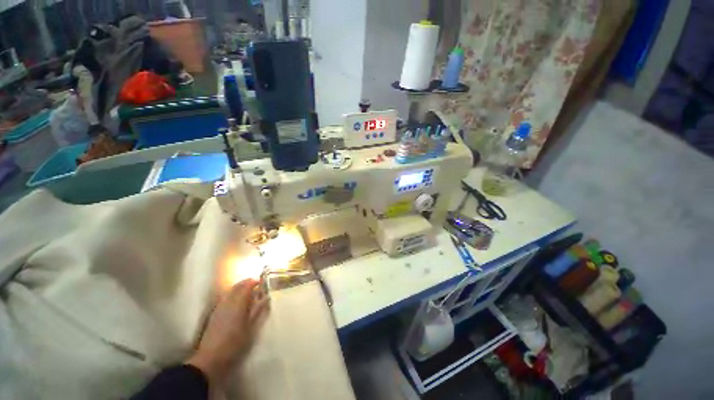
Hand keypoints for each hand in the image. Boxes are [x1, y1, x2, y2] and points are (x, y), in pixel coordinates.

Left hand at [187, 279, 268, 385]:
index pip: (247, 285)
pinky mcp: (215, 314)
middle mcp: (228, 301)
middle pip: (237, 286)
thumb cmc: (235, 343)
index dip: (255, 282)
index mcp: (238, 303)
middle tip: (257, 286)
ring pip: (231, 292)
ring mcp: (219, 307)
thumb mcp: (251, 327)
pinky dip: (233, 296)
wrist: (211, 358)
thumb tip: (266, 297)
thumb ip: (258, 310)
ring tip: (249, 294)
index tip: (263, 282)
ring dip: (240, 289)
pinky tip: (238, 304)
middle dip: (247, 284)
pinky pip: (226, 298)